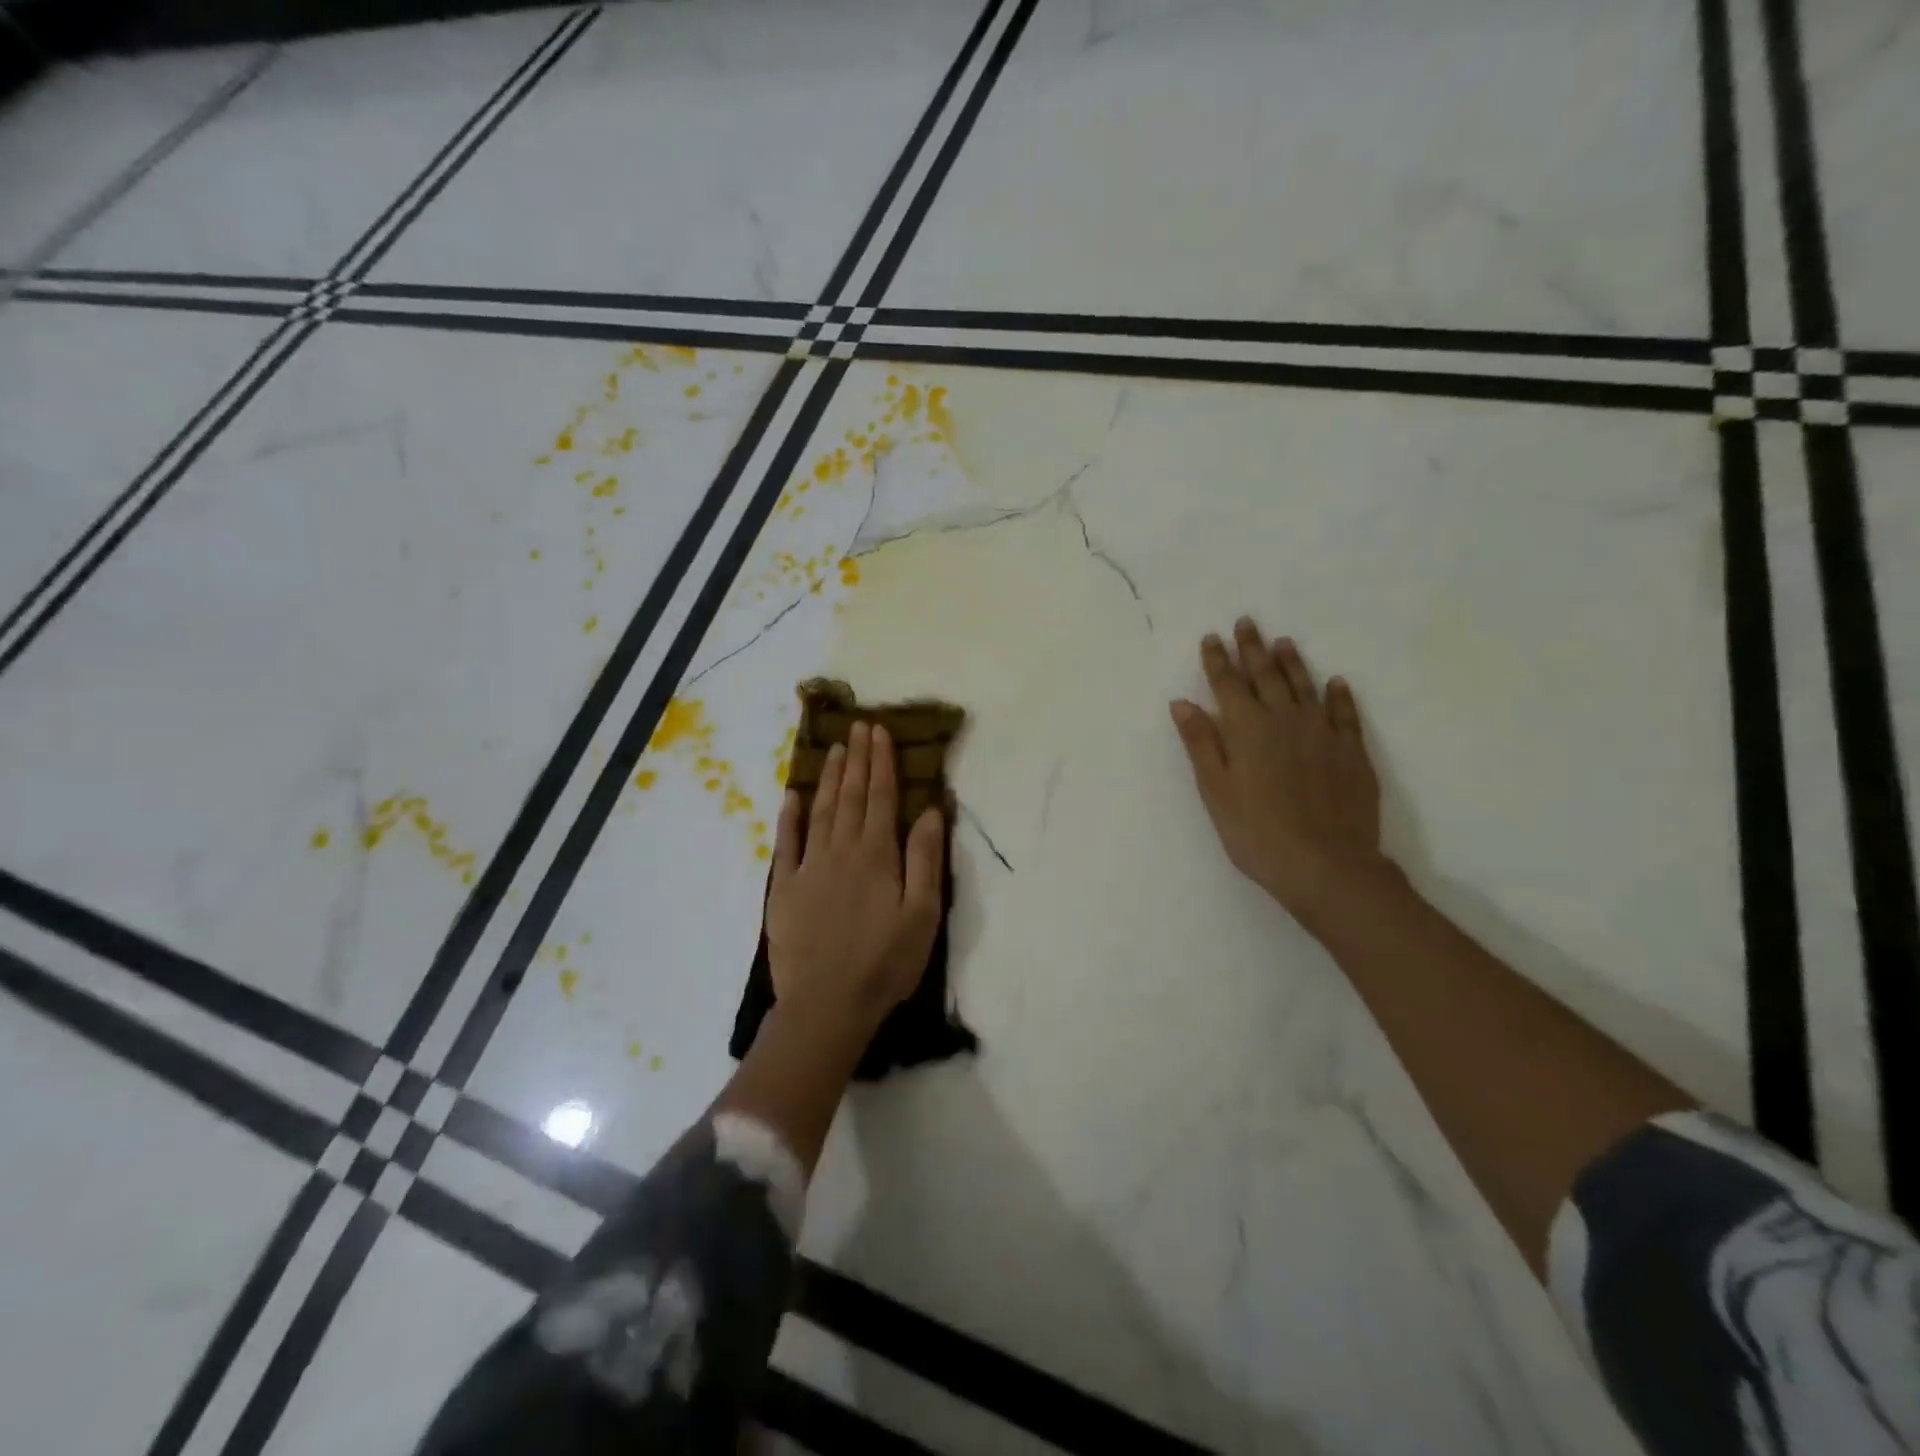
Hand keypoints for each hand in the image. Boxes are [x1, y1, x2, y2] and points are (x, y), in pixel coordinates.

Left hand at [766, 721, 945, 1028]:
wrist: (826, 1005)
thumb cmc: (884, 962)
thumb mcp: (922, 914)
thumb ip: (925, 859)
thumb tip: (930, 809)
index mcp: (877, 855)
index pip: (880, 797)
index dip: (881, 762)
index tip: (880, 731)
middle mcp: (841, 851)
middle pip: (850, 796)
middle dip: (856, 759)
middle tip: (858, 726)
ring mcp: (808, 868)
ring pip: (820, 811)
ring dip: (828, 777)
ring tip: (834, 748)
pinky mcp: (784, 889)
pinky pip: (785, 844)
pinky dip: (788, 817)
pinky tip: (791, 795)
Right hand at [1171, 618, 1391, 929]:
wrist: (1326, 864)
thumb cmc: (1256, 832)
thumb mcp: (1216, 790)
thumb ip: (1201, 743)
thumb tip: (1183, 703)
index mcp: (1247, 729)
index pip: (1228, 684)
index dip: (1217, 660)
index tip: (1211, 637)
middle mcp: (1284, 720)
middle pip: (1266, 676)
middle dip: (1252, 649)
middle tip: (1246, 623)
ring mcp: (1322, 733)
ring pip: (1304, 687)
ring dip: (1292, 662)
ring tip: (1283, 642)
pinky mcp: (1352, 752)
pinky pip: (1345, 713)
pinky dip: (1338, 695)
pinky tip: (1336, 682)